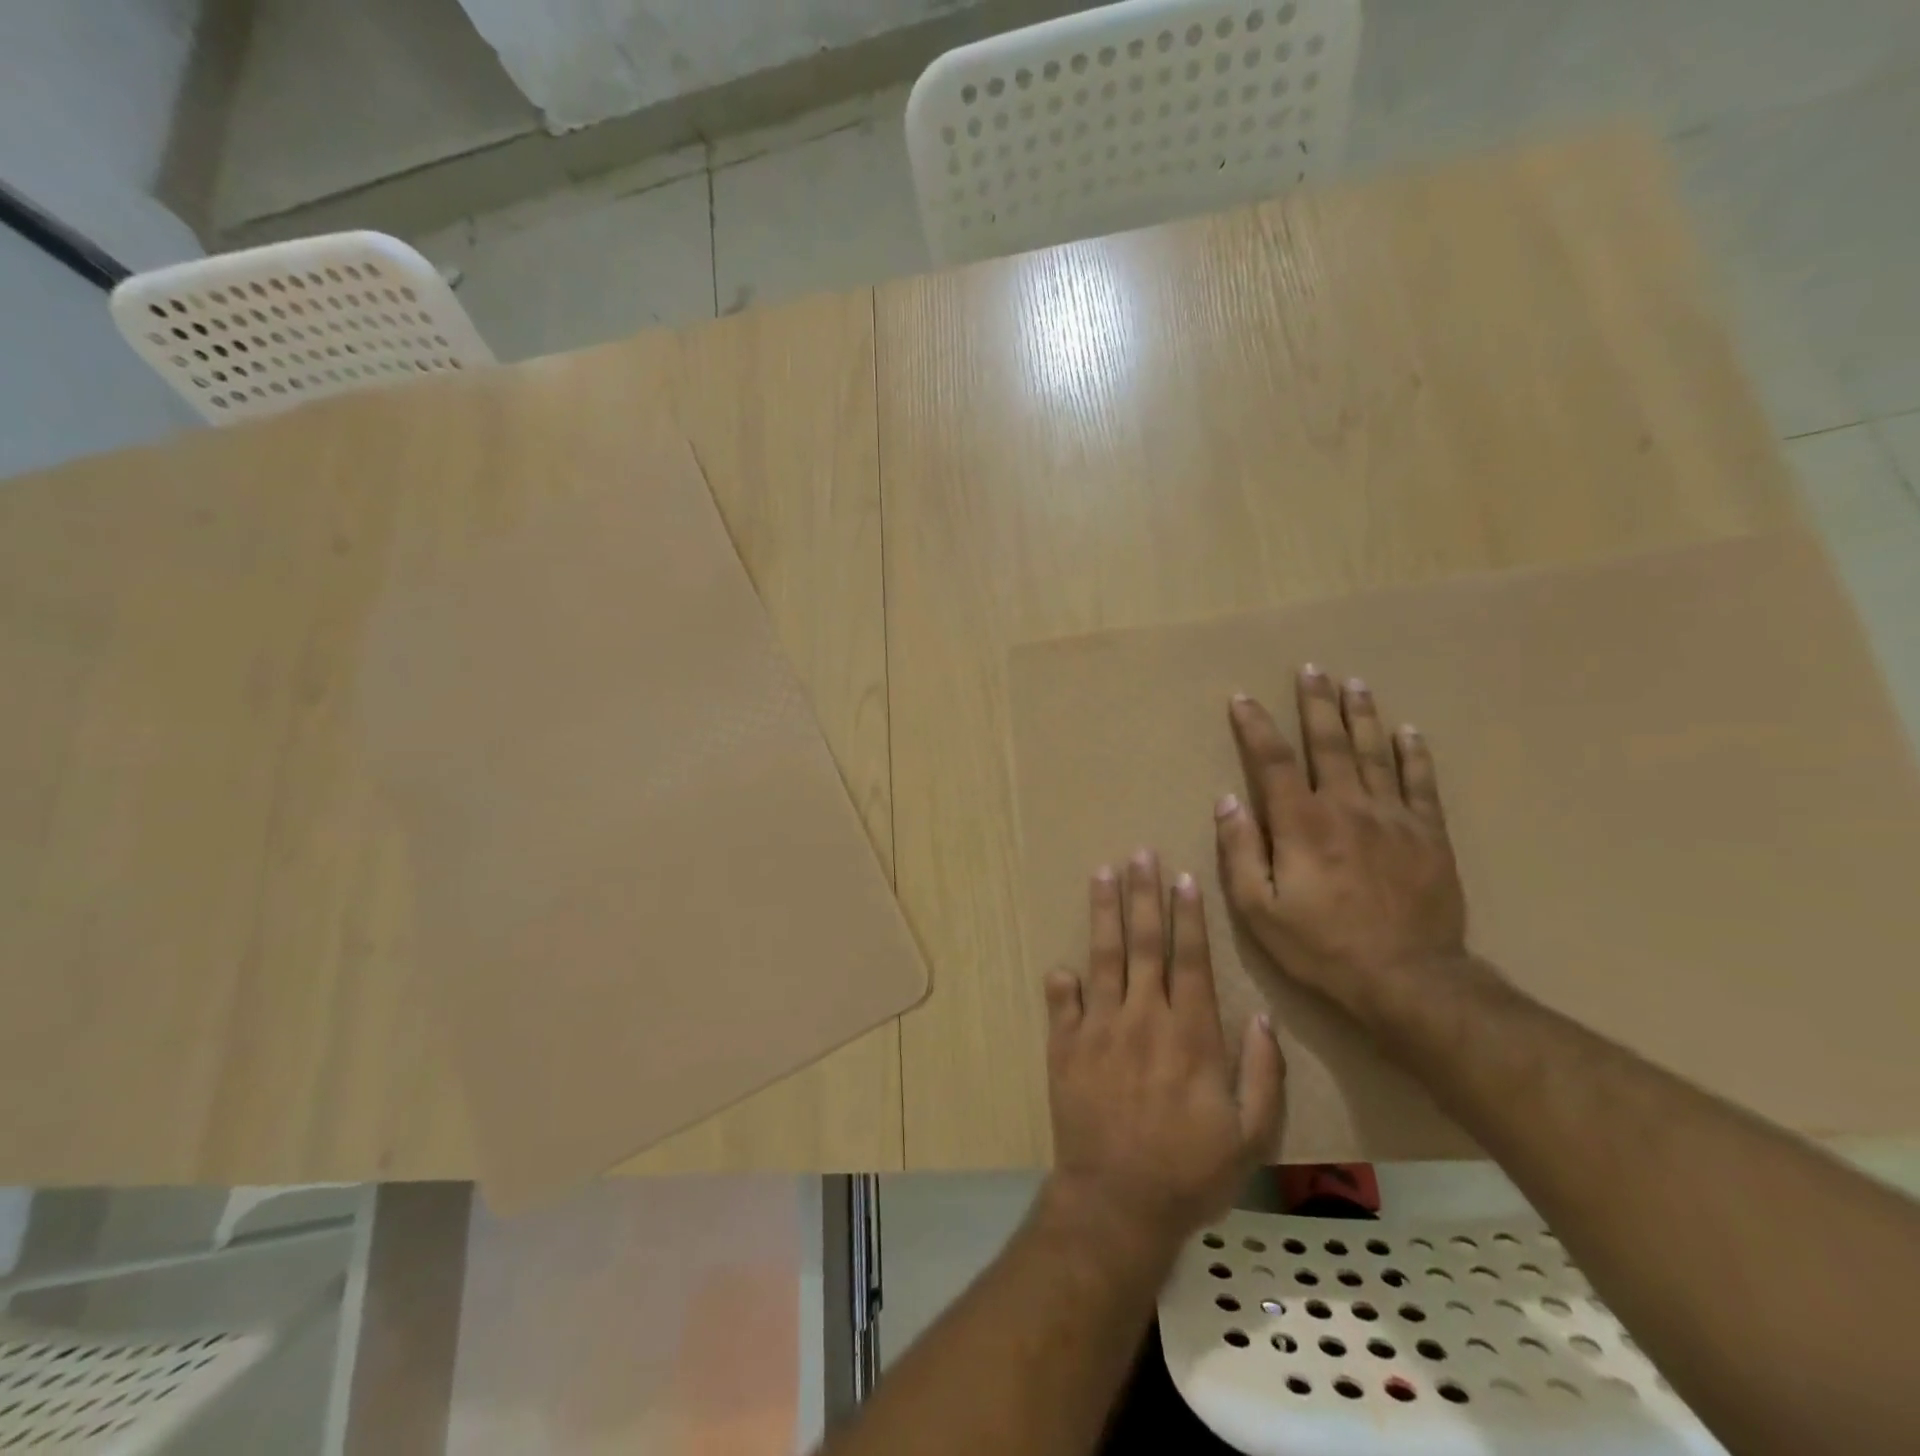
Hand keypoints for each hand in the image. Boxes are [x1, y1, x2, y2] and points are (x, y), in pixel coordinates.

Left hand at [1041, 851, 1285, 1261]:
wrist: (1117, 1202)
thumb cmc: (1190, 1171)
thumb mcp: (1251, 1134)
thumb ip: (1263, 1074)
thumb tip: (1264, 1019)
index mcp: (1190, 1034)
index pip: (1190, 959)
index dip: (1187, 916)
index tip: (1182, 878)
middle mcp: (1143, 1018)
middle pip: (1143, 943)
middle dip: (1143, 895)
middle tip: (1139, 854)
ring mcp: (1099, 1028)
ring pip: (1103, 957)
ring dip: (1104, 913)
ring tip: (1103, 874)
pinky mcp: (1065, 1046)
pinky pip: (1062, 1003)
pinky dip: (1062, 982)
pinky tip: (1061, 963)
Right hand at [1215, 666, 1469, 1018]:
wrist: (1409, 979)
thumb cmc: (1322, 947)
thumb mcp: (1259, 909)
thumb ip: (1240, 851)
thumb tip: (1228, 801)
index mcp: (1302, 823)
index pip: (1272, 761)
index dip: (1255, 726)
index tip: (1242, 699)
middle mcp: (1347, 807)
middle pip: (1328, 744)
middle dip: (1316, 704)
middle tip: (1311, 669)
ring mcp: (1394, 817)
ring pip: (1375, 753)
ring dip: (1361, 715)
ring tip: (1354, 683)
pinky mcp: (1429, 835)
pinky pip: (1421, 784)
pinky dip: (1414, 755)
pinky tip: (1408, 731)